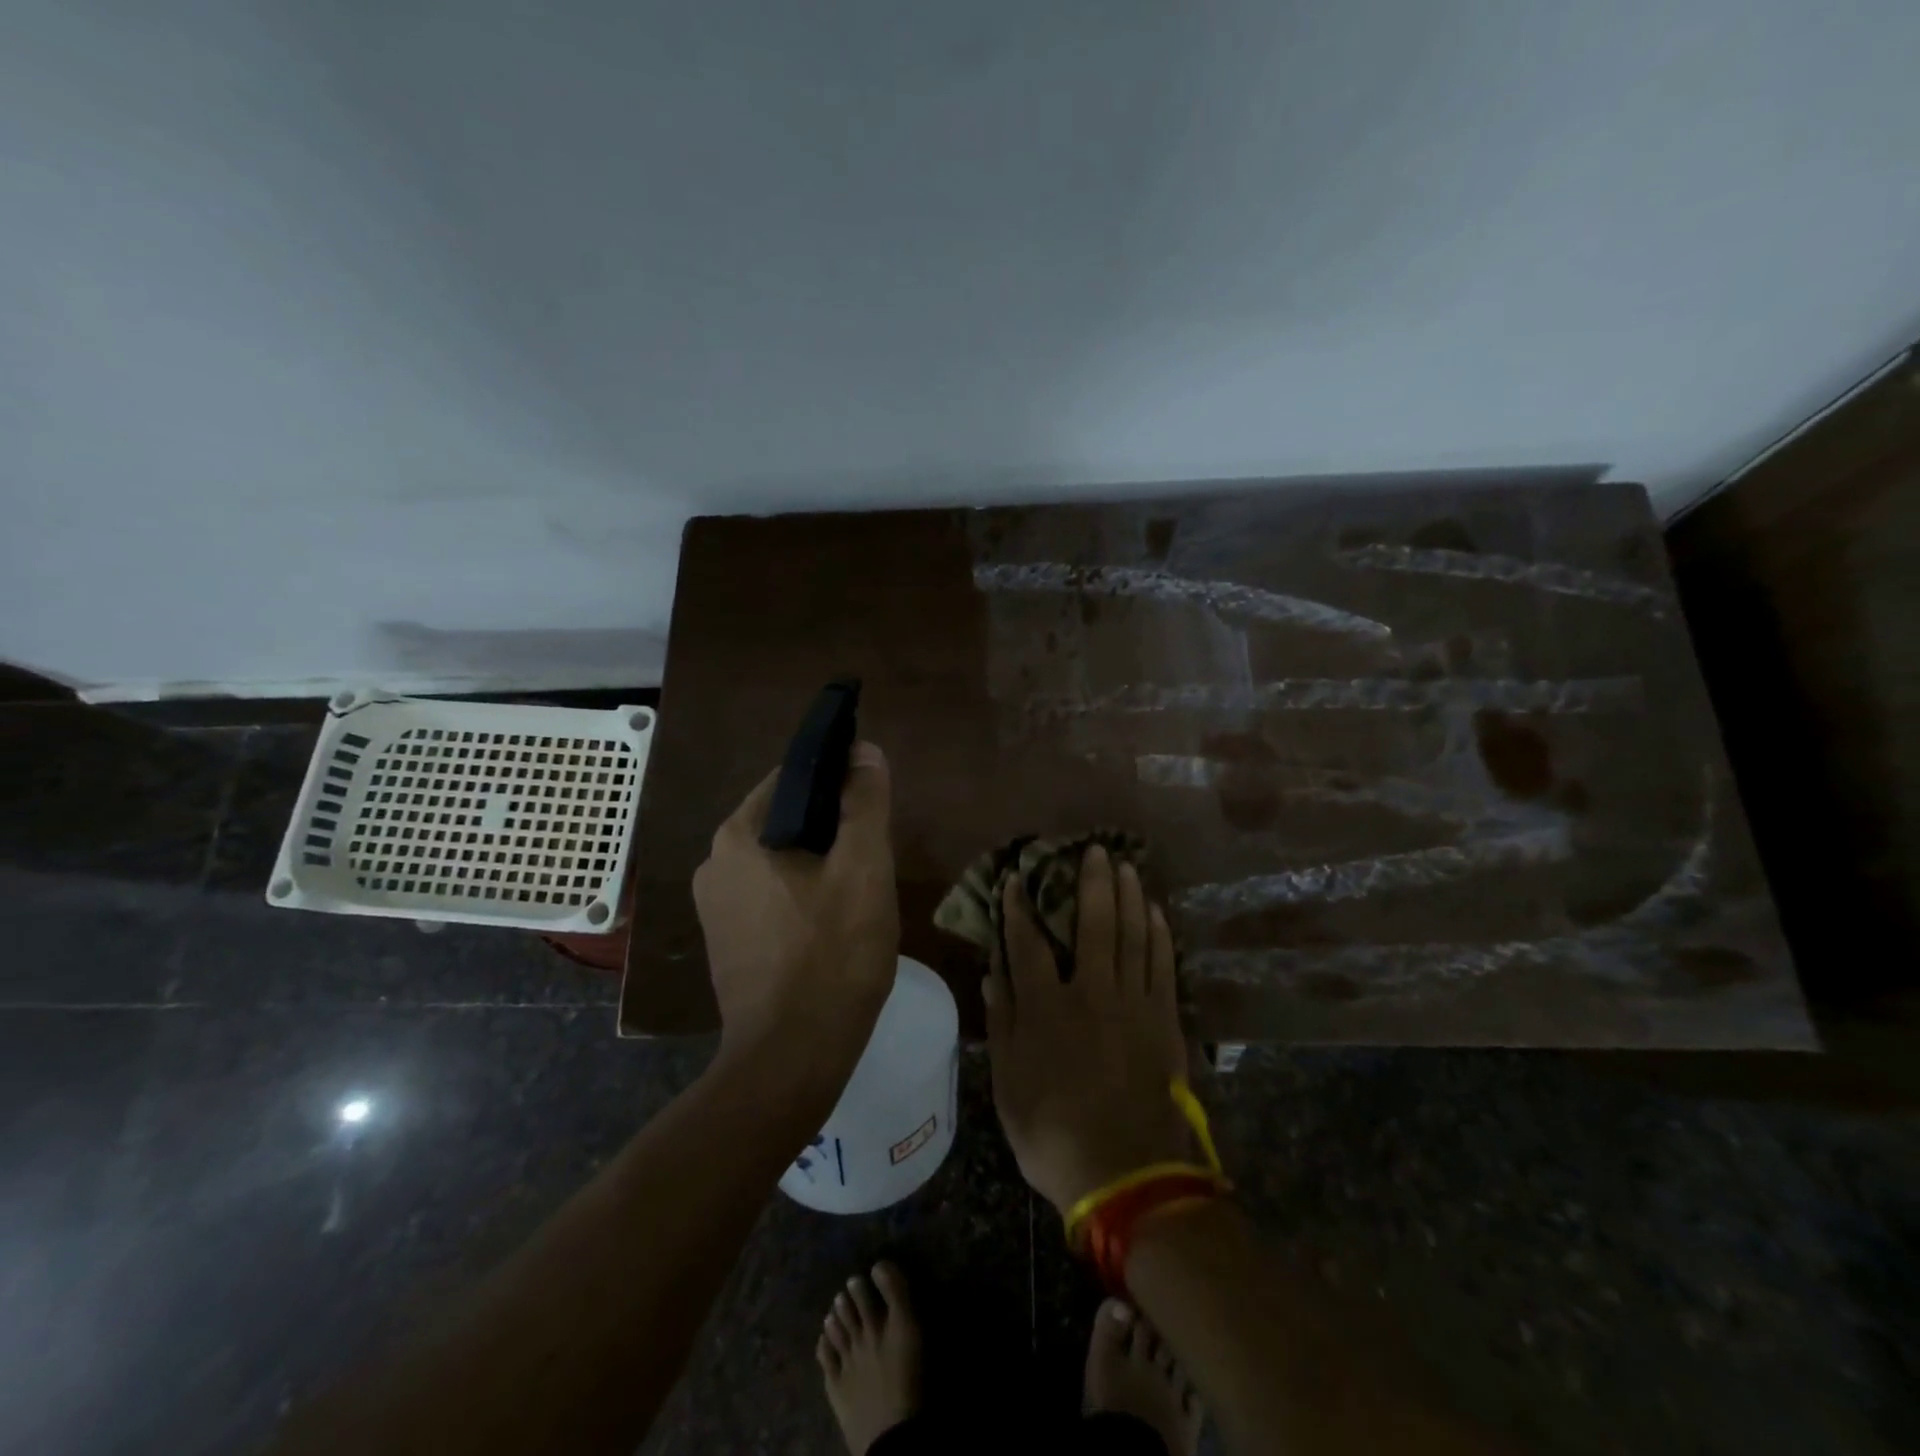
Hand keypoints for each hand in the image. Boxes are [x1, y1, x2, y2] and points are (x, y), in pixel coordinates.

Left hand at [692, 741, 899, 1069]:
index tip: (874, 801)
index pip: (793, 777)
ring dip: (820, 863)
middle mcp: (714, 863)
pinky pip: (771, 895)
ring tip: (861, 889)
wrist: (792, 1058)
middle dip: (832, 828)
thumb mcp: (863, 869)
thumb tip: (864, 751)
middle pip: (786, 820)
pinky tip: (834, 922)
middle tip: (875, 853)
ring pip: (781, 860)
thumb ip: (864, 803)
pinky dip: (803, 894)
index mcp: (738, 835)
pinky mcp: (726, 942)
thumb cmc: (832, 955)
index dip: (838, 779)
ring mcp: (715, 907)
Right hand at [984, 845, 1192, 1214]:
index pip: (1027, 942)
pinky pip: (1162, 964)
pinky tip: (1156, 912)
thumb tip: (992, 971)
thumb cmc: (1052, 1130)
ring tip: (1127, 866)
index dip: (1018, 907)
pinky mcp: (1163, 1019)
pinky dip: (1159, 934)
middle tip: (1094, 849)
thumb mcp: (1008, 1083)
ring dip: (1129, 896)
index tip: (1016, 878)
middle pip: (1093, 923)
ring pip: (1132, 934)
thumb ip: (1002, 1021)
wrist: (1126, 1173)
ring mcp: (1133, 1002)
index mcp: (1046, 1006)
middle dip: (1091, 882)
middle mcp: (1090, 991)